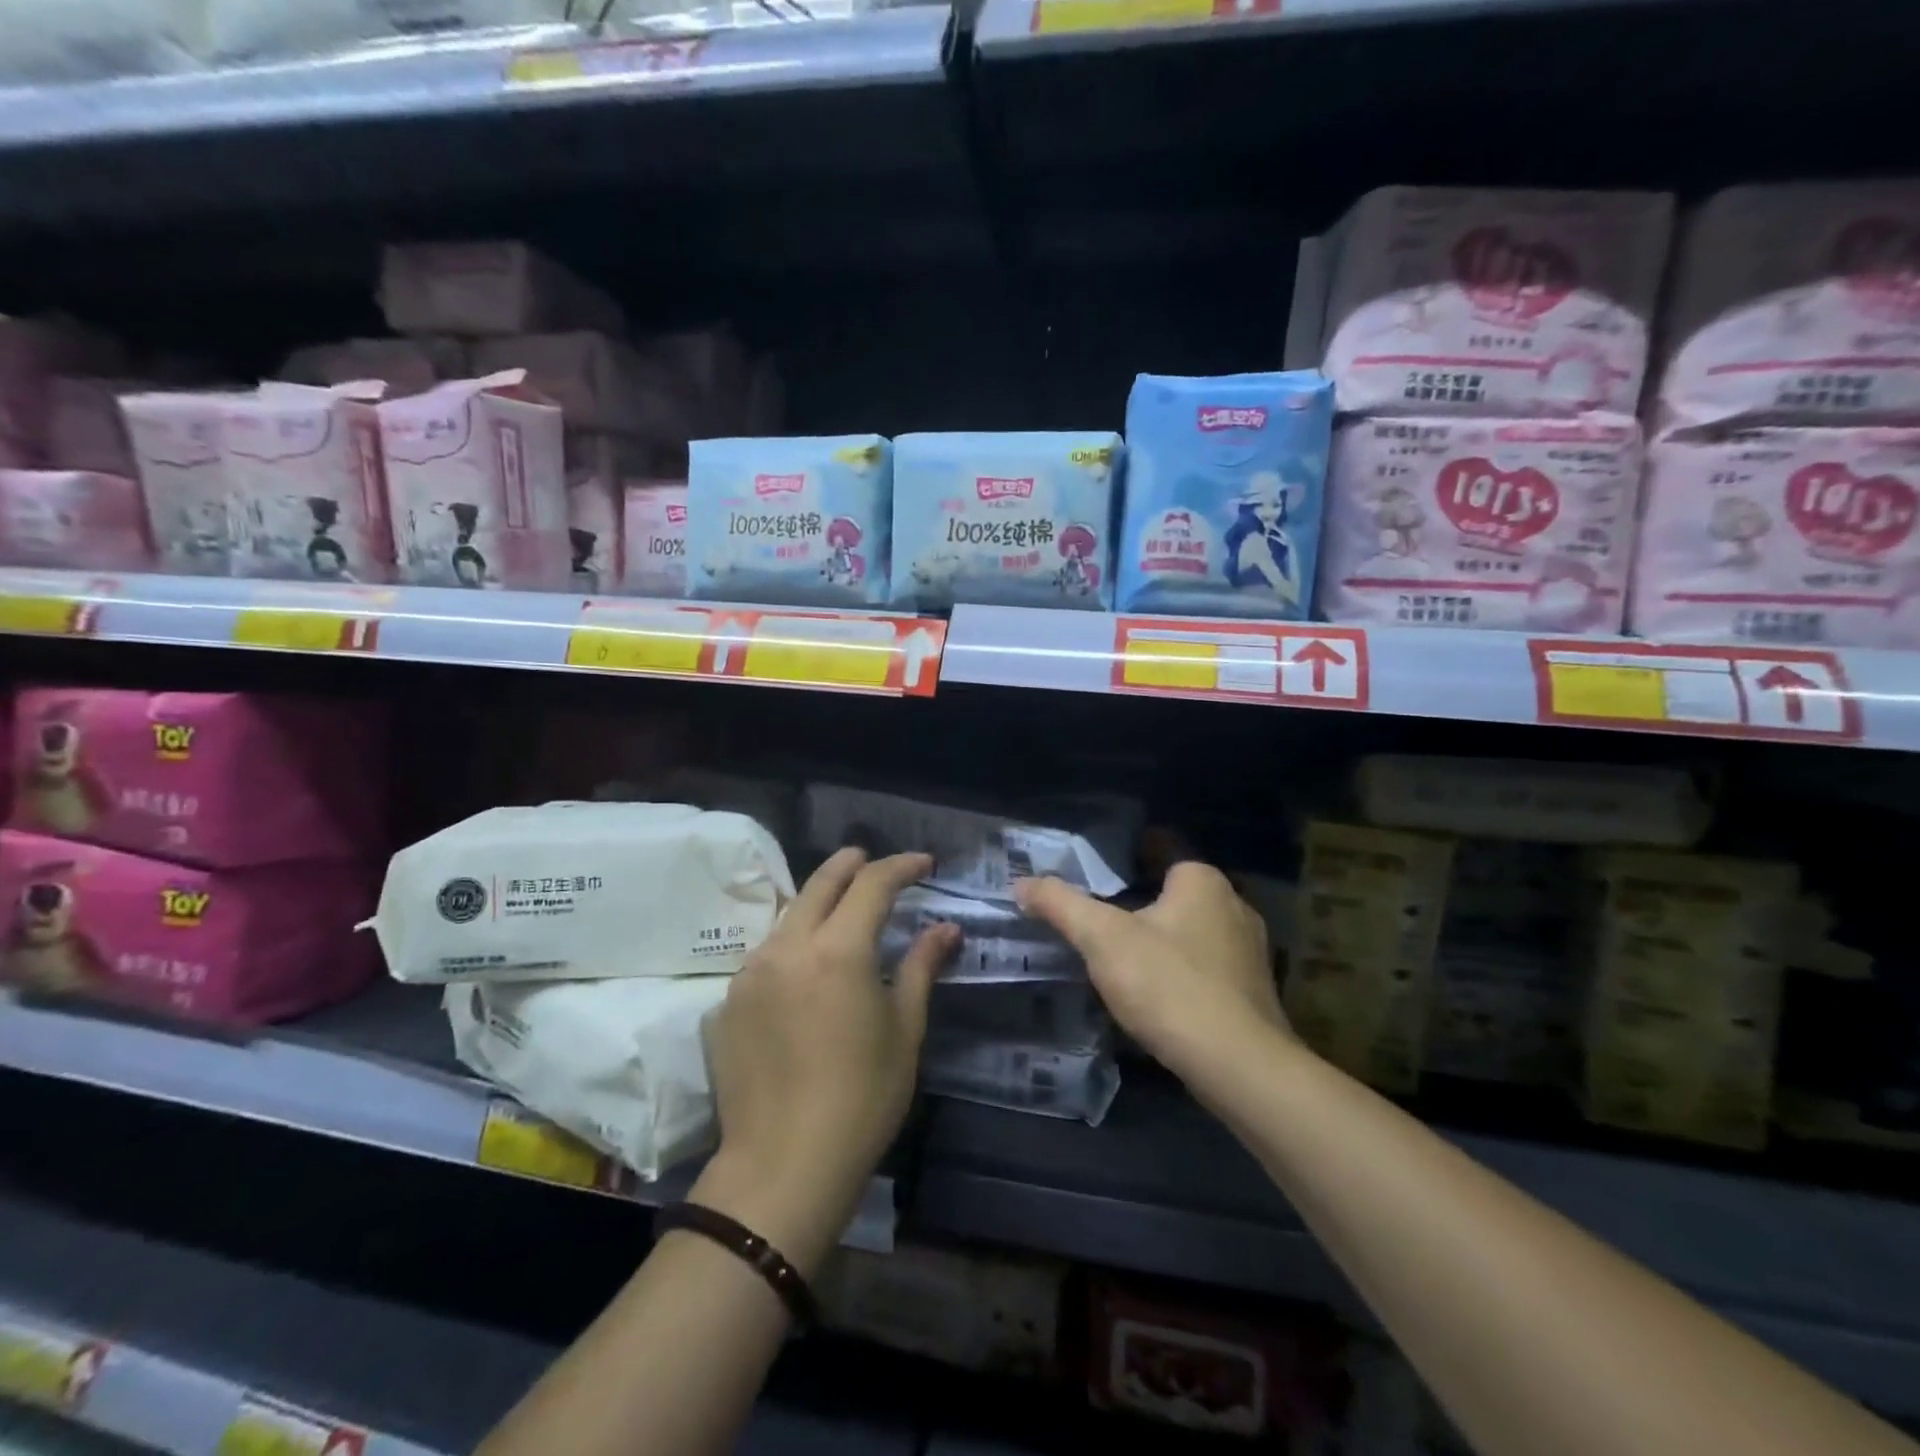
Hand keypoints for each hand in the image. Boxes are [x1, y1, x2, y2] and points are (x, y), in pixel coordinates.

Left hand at [694, 848, 956, 1272]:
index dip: (900, 867)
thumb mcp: (904, 1030)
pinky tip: (805, 965)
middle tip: (869, 858)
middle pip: (820, 884)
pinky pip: (766, 954)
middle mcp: (788, 946)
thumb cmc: (861, 1098)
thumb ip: (921, 967)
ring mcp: (750, 971)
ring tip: (839, 907)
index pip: (872, 884)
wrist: (782, 1165)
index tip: (923, 864)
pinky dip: (792, 943)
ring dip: (817, 903)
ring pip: (788, 916)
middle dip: (850, 864)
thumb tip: (945, 928)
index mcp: (838, 949)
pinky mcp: (727, 1001)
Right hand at [1016, 862, 1292, 1098]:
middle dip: (1140, 897)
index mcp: (1202, 880)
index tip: (1095, 865)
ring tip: (1120, 953)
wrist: (1238, 1067)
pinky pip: (1205, 965)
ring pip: (1192, 930)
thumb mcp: (1102, 939)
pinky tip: (1156, 991)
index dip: (1127, 851)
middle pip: (1175, 891)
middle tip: (1098, 912)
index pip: (1161, 847)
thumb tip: (1021, 883)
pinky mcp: (1252, 991)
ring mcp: (1250, 950)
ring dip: (1161, 936)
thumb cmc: (1169, 985)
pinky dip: (1180, 970)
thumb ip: (1061, 904)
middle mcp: (1234, 905)